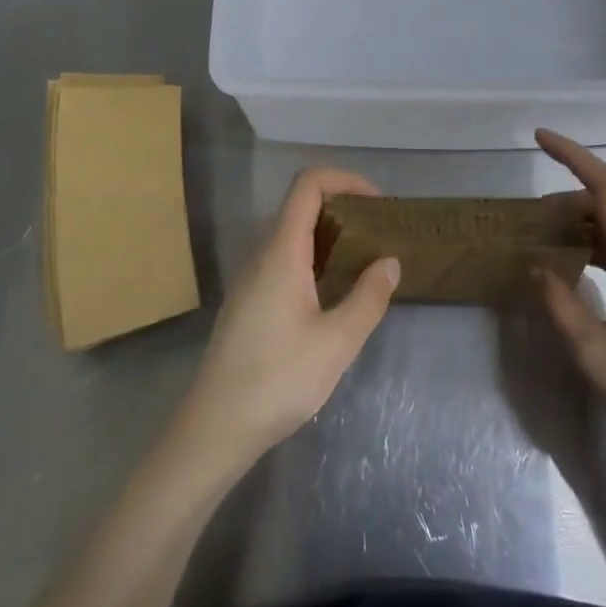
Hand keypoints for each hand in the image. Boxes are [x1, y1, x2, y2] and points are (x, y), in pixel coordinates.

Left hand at [171, 167, 400, 475]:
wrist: (216, 427)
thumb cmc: (278, 379)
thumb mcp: (337, 342)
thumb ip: (368, 298)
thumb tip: (389, 261)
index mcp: (282, 252)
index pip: (308, 185)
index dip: (345, 179)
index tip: (378, 204)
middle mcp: (263, 255)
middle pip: (301, 206)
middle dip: (343, 208)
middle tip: (379, 234)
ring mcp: (252, 279)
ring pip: (292, 236)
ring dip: (330, 236)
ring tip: (365, 262)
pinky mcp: (249, 302)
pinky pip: (284, 261)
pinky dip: (314, 259)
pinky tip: (334, 294)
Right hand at [535, 129, 605, 509]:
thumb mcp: (594, 357)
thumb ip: (561, 305)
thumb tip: (540, 266)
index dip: (574, 157)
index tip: (540, 137)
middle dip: (570, 201)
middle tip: (530, 220)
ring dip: (587, 229)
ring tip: (548, 244)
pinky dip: (604, 251)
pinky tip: (583, 273)